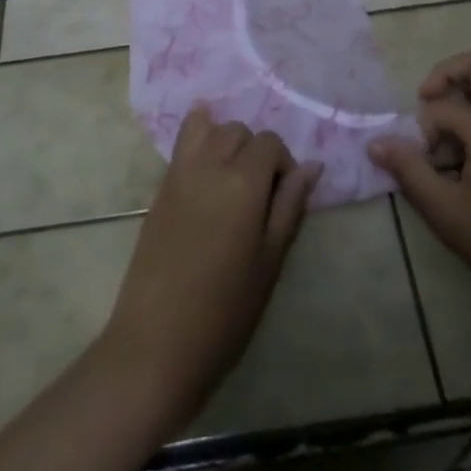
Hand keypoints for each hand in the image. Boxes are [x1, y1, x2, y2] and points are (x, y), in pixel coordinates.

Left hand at [99, 107, 320, 427]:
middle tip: (259, 193)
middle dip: (254, 151)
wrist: (157, 342)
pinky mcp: (158, 190)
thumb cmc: (225, 310)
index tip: (284, 199)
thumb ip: (290, 206)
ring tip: (231, 177)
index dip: (283, 164)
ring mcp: (178, 175)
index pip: (270, 143)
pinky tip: (205, 160)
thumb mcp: (270, 261)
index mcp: (243, 182)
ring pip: (206, 129)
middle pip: (237, 131)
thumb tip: (313, 166)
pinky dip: (196, 138)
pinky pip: (180, 145)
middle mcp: (209, 165)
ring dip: (224, 141)